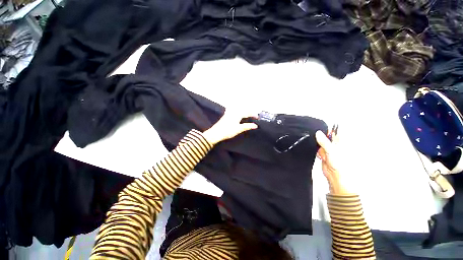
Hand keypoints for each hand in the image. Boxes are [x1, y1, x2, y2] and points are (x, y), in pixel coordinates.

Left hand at [202, 109, 257, 144]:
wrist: (216, 133)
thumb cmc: (227, 131)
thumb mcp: (239, 129)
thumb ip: (247, 126)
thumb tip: (255, 125)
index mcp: (237, 115)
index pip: (247, 113)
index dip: (253, 114)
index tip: (257, 117)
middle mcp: (233, 112)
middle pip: (243, 109)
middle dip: (249, 111)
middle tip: (253, 114)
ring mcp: (229, 113)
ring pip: (237, 108)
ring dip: (243, 109)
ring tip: (246, 112)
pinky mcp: (225, 115)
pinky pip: (232, 109)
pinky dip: (235, 109)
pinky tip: (234, 109)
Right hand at [315, 130, 349, 194]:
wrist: (335, 176)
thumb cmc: (340, 165)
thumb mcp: (331, 151)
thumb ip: (324, 141)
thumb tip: (318, 133)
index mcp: (340, 141)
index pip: (332, 131)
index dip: (326, 130)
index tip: (319, 130)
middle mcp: (335, 144)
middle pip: (325, 137)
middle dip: (320, 139)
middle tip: (322, 145)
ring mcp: (329, 149)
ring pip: (320, 143)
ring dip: (318, 146)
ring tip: (323, 153)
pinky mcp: (323, 154)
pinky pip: (318, 149)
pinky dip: (317, 151)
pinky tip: (321, 156)